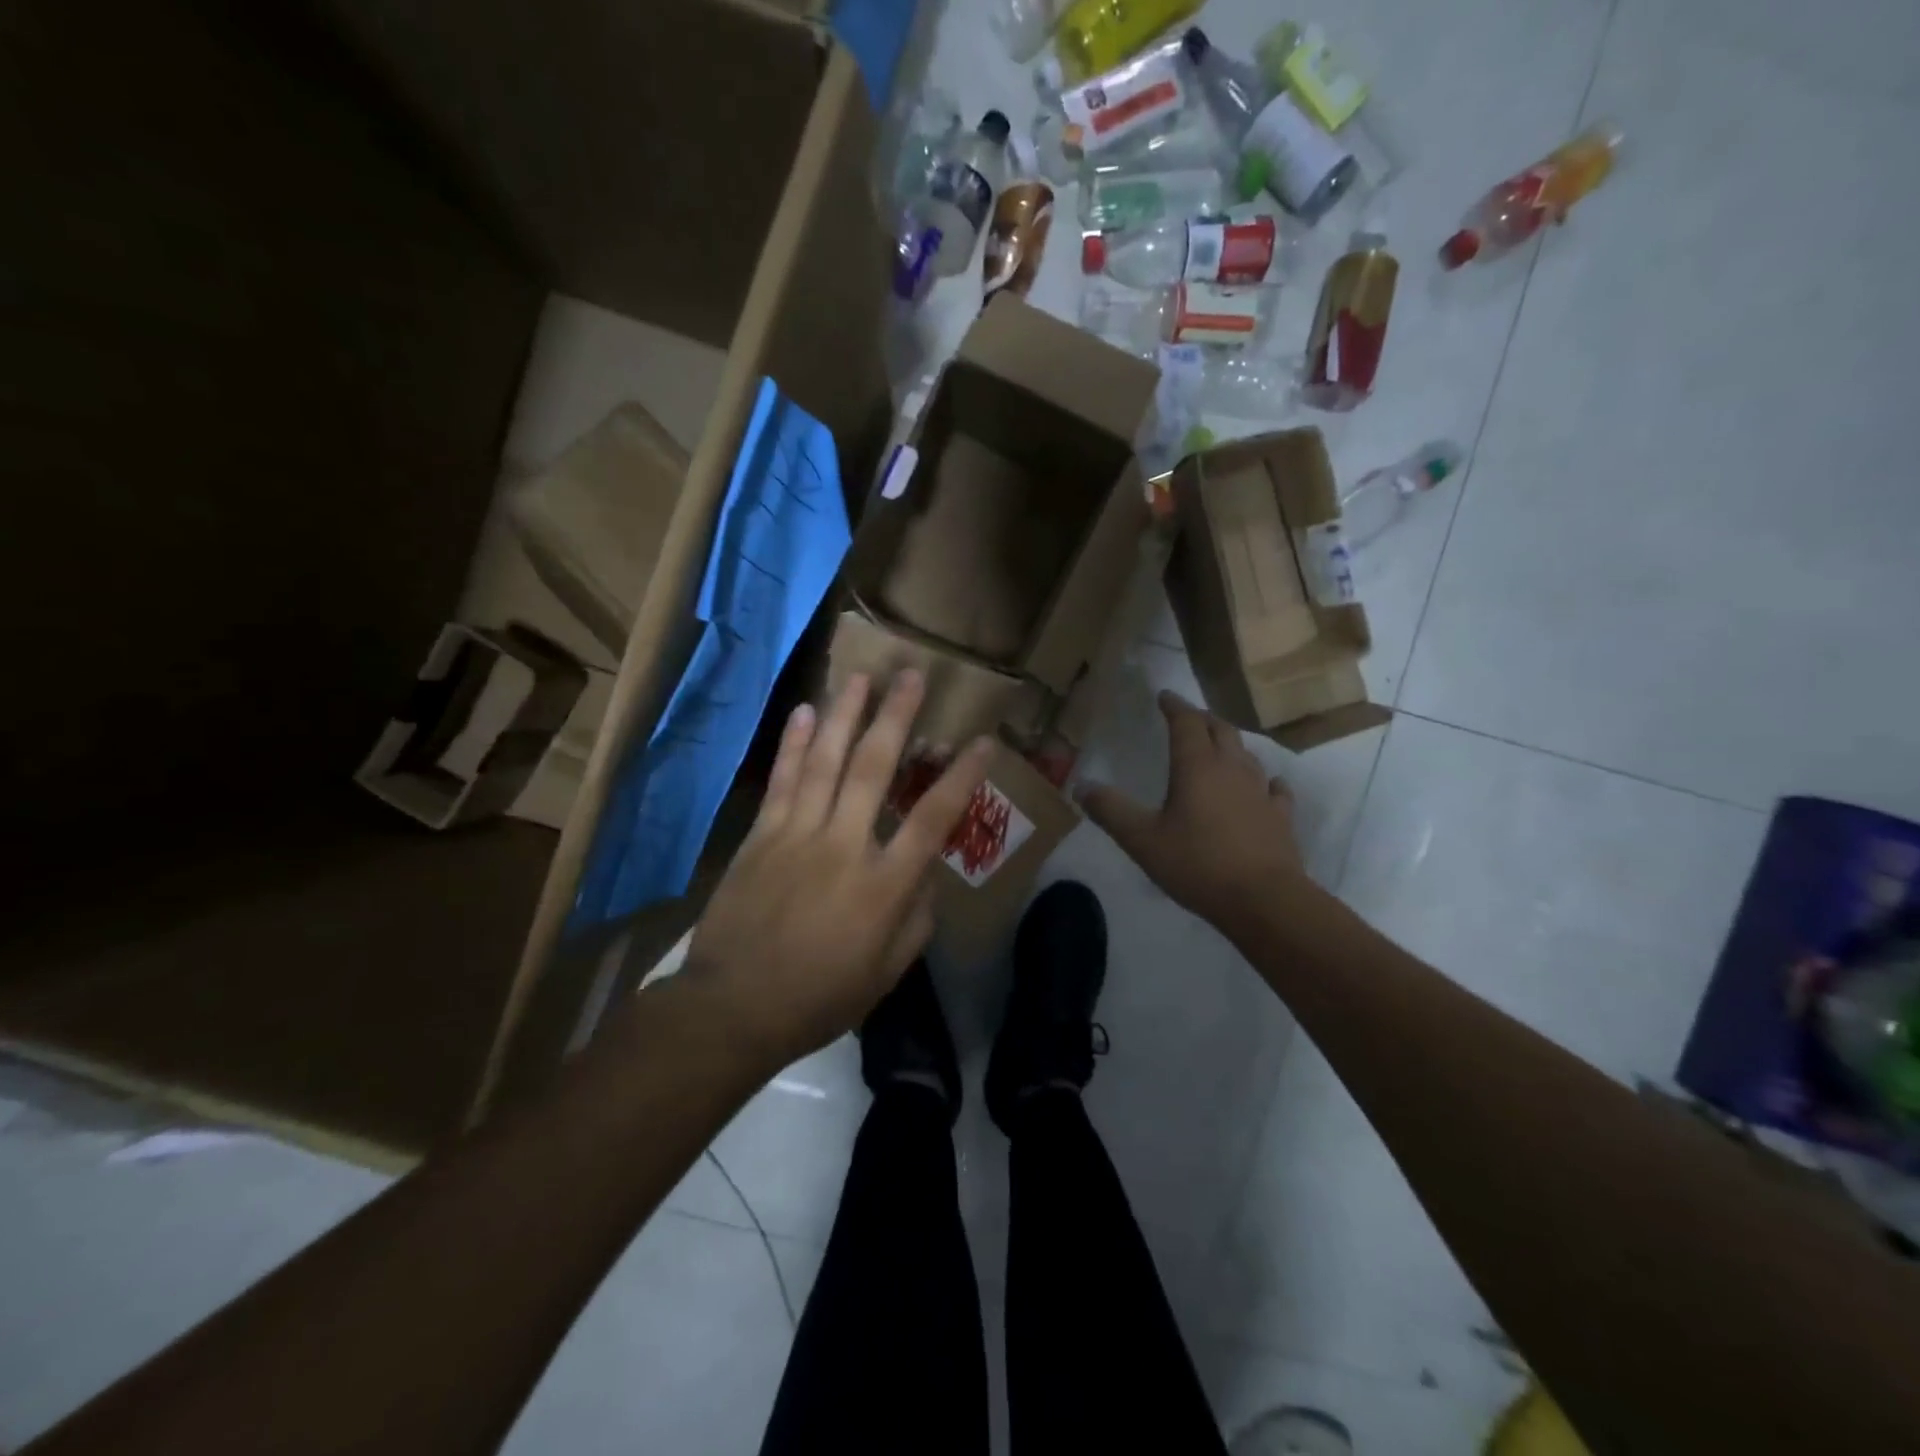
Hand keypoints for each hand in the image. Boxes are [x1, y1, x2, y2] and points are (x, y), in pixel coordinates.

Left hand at [686, 671, 991, 1068]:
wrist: (734, 1007)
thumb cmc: (820, 997)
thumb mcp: (887, 972)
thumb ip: (915, 919)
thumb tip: (924, 874)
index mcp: (884, 884)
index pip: (934, 818)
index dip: (962, 776)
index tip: (983, 740)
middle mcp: (845, 845)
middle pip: (875, 768)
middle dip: (896, 717)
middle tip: (910, 675)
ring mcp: (798, 835)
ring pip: (826, 761)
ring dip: (846, 715)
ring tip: (860, 676)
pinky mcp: (761, 836)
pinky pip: (782, 780)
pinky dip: (794, 743)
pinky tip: (805, 712)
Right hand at [1079, 691, 1313, 929]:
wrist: (1262, 899)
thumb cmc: (1197, 864)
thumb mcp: (1141, 839)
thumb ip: (1110, 810)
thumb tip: (1081, 786)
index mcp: (1197, 766)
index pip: (1186, 723)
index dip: (1174, 706)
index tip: (1164, 696)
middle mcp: (1232, 768)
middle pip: (1219, 730)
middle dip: (1202, 719)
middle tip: (1188, 718)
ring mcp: (1260, 791)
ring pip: (1246, 754)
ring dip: (1230, 744)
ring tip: (1218, 747)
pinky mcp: (1280, 816)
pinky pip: (1273, 787)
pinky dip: (1263, 780)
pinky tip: (1264, 786)